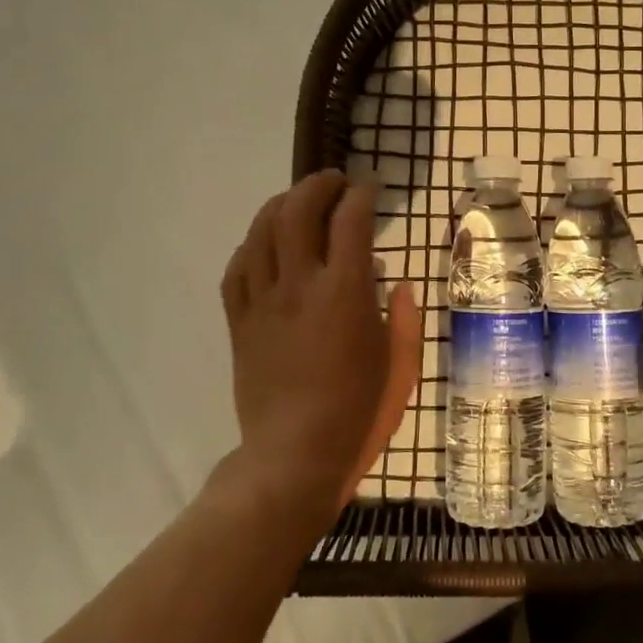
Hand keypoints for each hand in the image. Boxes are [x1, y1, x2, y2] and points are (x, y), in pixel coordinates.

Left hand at [220, 170, 422, 525]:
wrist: (294, 459)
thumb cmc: (358, 413)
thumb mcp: (401, 365)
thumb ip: (405, 318)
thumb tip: (400, 282)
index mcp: (345, 293)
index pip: (350, 220)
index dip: (361, 194)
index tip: (371, 188)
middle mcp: (300, 285)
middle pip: (298, 211)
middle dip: (318, 185)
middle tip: (335, 183)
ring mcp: (263, 302)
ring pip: (262, 231)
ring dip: (282, 204)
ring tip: (298, 201)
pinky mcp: (239, 322)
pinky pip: (237, 268)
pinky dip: (252, 244)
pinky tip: (265, 244)